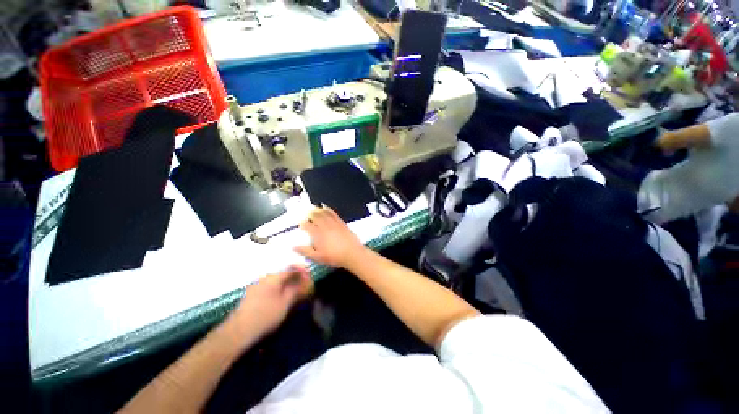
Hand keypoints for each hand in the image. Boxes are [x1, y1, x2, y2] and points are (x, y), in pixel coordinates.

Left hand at [229, 265, 312, 337]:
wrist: (239, 331)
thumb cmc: (265, 315)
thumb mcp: (285, 303)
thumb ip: (296, 289)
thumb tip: (304, 281)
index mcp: (274, 277)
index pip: (291, 268)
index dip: (302, 271)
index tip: (309, 277)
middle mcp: (265, 278)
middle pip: (284, 273)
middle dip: (295, 278)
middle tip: (303, 287)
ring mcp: (256, 286)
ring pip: (277, 280)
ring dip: (287, 284)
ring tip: (294, 294)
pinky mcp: (251, 294)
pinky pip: (269, 286)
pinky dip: (278, 289)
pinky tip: (281, 299)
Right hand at [294, 206, 364, 267]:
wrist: (352, 253)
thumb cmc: (334, 257)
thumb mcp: (318, 257)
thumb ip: (305, 251)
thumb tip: (293, 247)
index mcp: (318, 234)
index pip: (307, 226)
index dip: (302, 224)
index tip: (300, 224)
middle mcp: (325, 226)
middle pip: (315, 216)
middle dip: (309, 213)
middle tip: (305, 212)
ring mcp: (333, 223)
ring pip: (324, 213)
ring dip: (317, 209)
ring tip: (313, 207)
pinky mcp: (341, 222)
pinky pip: (333, 213)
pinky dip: (328, 209)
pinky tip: (325, 207)